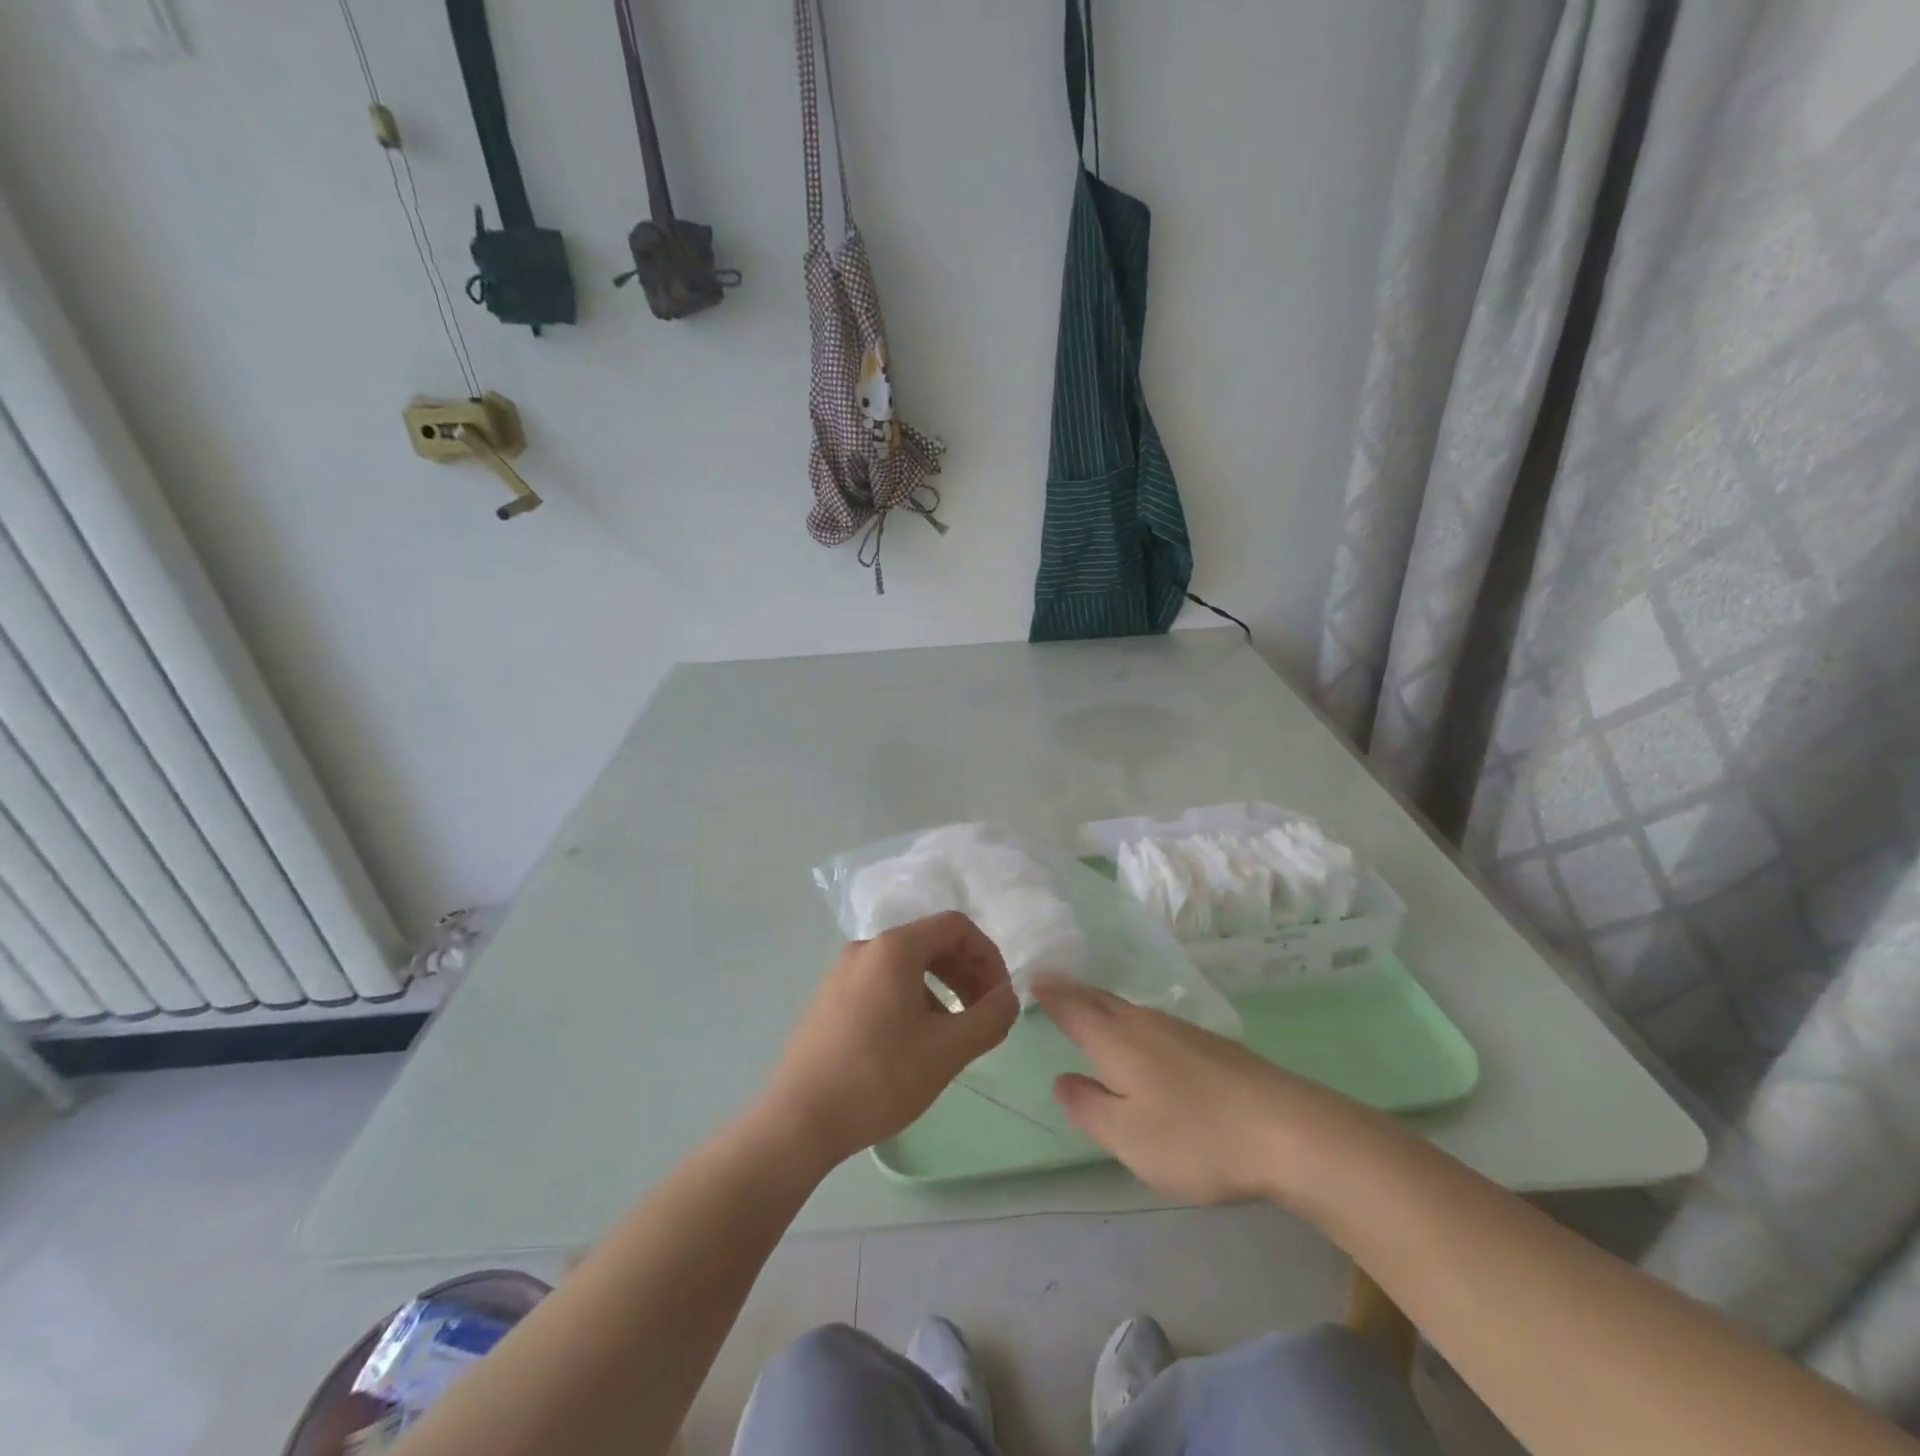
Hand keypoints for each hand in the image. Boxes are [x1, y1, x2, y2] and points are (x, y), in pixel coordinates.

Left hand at [764, 912, 1018, 1169]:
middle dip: (966, 972)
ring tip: (953, 1032)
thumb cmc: (879, 1078)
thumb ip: (989, 1018)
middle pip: (930, 942)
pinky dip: (912, 998)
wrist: (798, 1121)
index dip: (988, 955)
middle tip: (984, 1014)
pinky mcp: (829, 999)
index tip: (1000, 996)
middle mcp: (865, 948)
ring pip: (906, 965)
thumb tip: (1009, 998)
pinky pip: (882, 982)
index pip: (955, 926)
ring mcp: (841, 972)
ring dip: (941, 987)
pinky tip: (915, 1041)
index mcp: (893, 949)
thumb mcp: (947, 1051)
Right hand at [1035, 979, 1366, 1205]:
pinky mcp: (1211, 1046)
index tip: (1032, 976)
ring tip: (1088, 1006)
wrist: (1289, 1131)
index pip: (1074, 1009)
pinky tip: (1141, 1037)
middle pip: (1101, 1001)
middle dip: (1074, 992)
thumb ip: (1089, 1107)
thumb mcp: (1128, 1137)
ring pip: (1129, 1010)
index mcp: (1117, 1041)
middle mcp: (1145, 1024)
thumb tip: (1063, 1079)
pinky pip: (1153, 1023)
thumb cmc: (1196, 1136)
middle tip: (1052, 982)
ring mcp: (1182, 1031)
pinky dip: (1131, 1021)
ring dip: (1102, 1004)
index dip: (1051, 994)